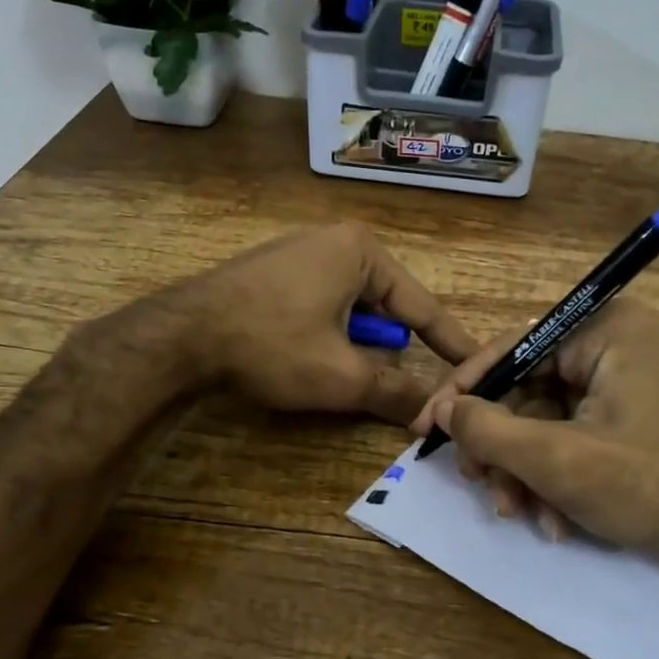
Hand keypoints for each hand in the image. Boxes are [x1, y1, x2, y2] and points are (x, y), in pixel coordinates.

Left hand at [178, 222, 477, 425]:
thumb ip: (394, 393)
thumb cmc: (271, 344)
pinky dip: (332, 336)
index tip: (479, 365)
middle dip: (395, 349)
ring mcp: (300, 253)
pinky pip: (323, 306)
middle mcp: (336, 242)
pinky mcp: (274, 273)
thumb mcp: (341, 375)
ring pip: (353, 311)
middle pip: (387, 308)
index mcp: (362, 252)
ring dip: (360, 346)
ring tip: (352, 377)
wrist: (180, 336)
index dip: (451, 343)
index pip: (422, 306)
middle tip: (409, 385)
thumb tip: (433, 417)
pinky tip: (316, 359)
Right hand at [411, 299, 658, 571]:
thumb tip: (446, 411)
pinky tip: (552, 521)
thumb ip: (488, 430)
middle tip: (476, 483)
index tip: (427, 428)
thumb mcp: (556, 460)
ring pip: (543, 421)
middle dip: (499, 447)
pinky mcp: (627, 420)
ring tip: (516, 513)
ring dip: (523, 472)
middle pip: (525, 389)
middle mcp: (613, 345)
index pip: (512, 348)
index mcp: (604, 331)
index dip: (463, 390)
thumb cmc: (649, 486)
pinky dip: (552, 478)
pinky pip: (570, 438)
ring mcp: (622, 384)